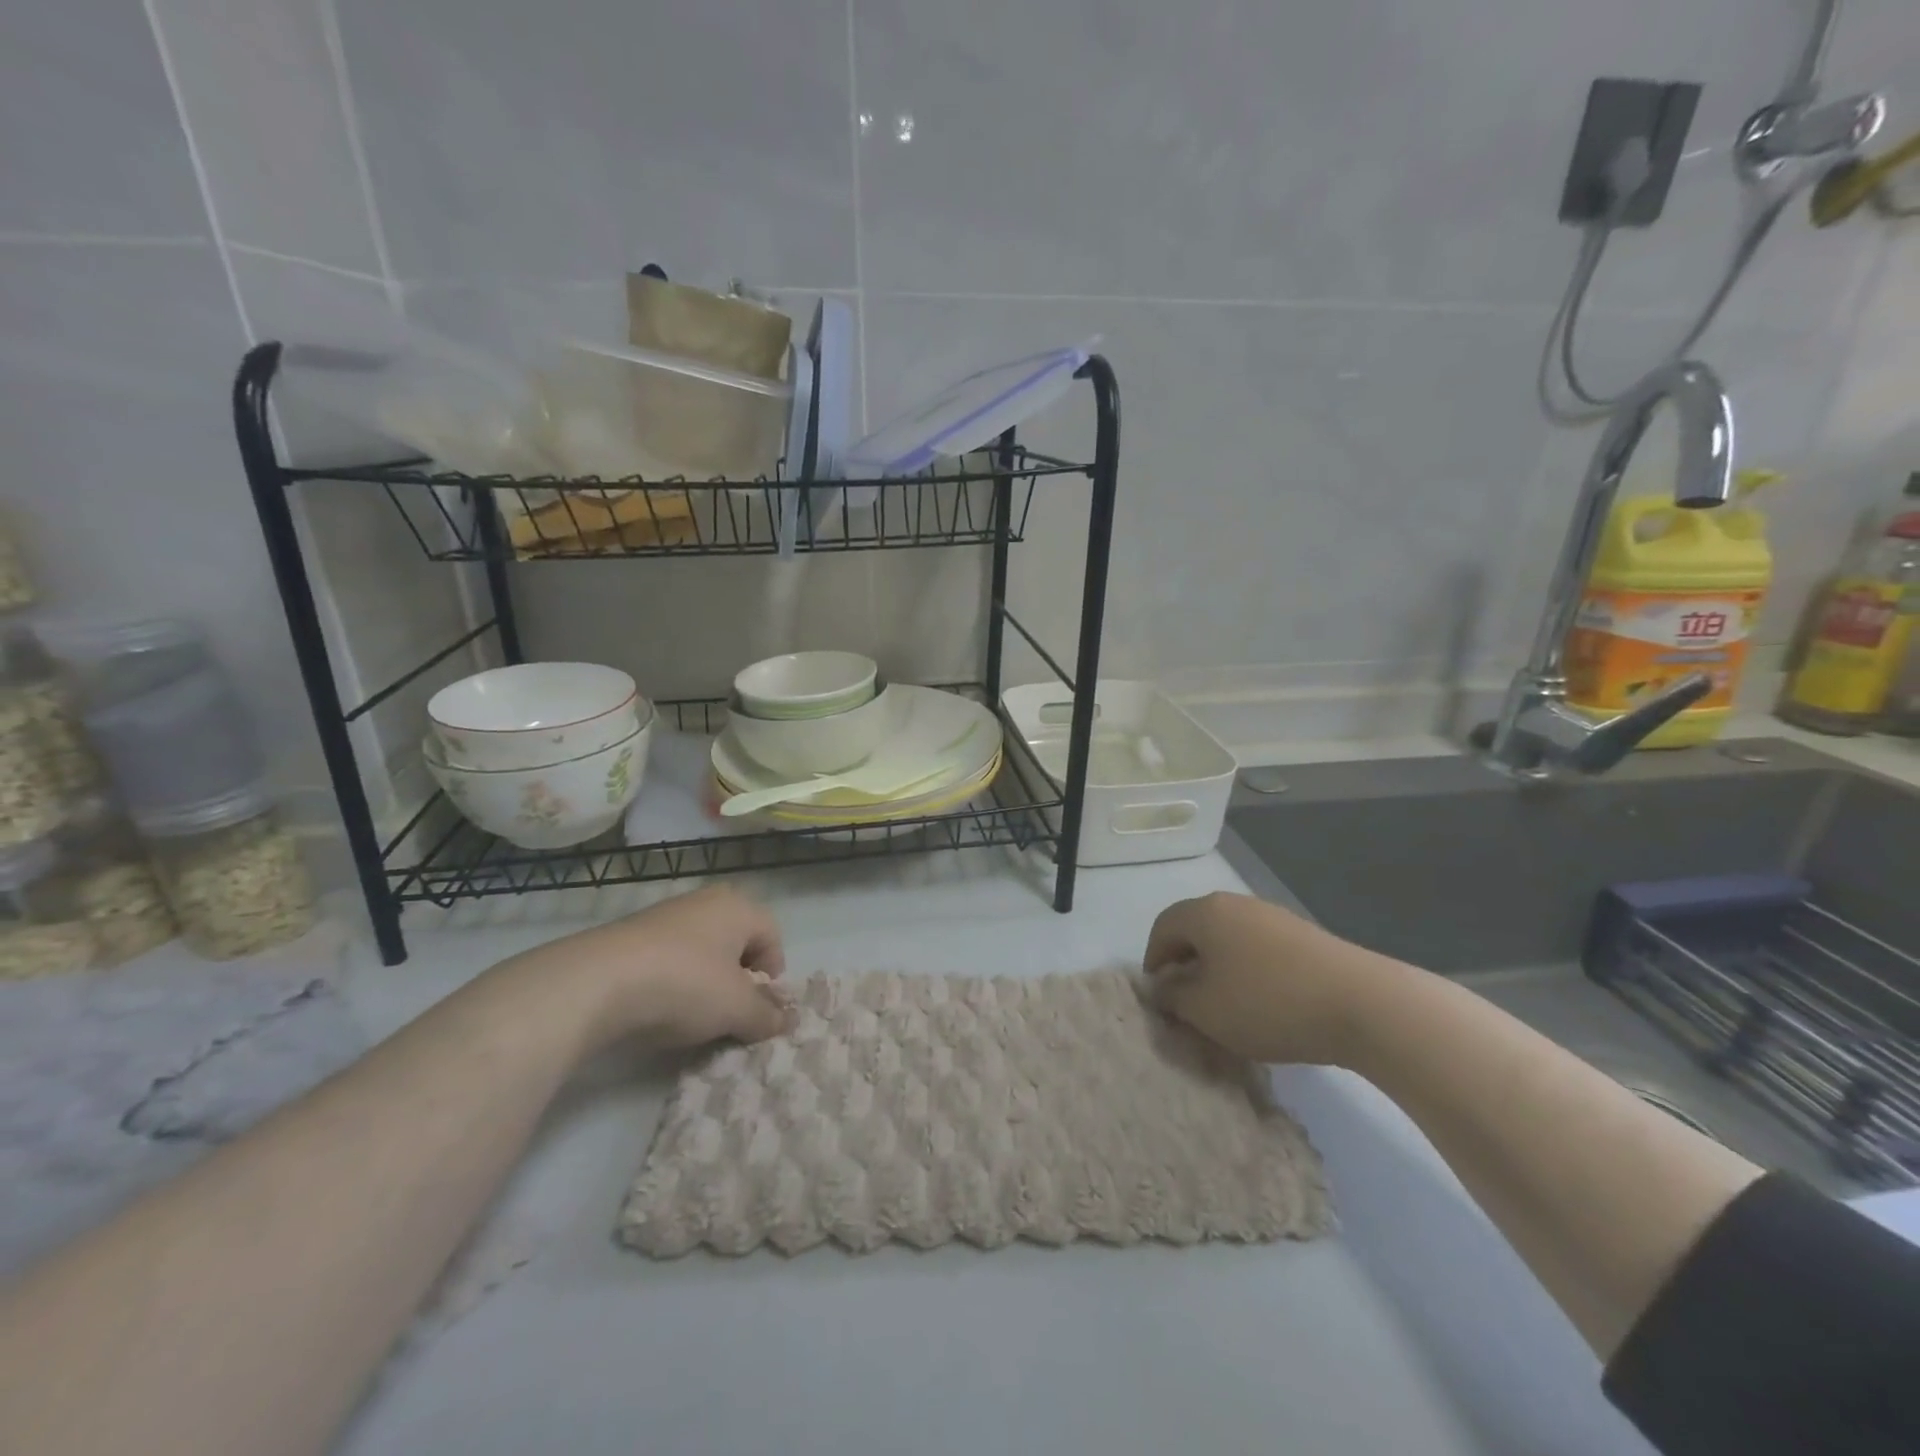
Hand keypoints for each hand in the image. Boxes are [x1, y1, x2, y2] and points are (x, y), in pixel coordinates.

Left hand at [499, 886, 792, 1051]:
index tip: (760, 1007)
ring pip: (700, 951)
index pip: (773, 936)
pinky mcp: (628, 936)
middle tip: (730, 1011)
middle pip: (736, 941)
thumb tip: (784, 1021)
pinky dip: (671, 983)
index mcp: (738, 907)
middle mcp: (704, 902)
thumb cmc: (685, 985)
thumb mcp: (736, 1009)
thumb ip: (766, 1016)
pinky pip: (666, 960)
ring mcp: (663, 916)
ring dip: (704, 982)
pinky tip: (658, 1009)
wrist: (596, 983)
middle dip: (738, 978)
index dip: (773, 974)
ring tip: (692, 1016)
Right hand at [1144, 891, 1394, 1065]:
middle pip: (1197, 930)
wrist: (1361, 1004)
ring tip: (1229, 1009)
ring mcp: (1274, 917)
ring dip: (1220, 970)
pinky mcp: (1305, 936)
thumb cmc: (1267, 1003)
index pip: (1162, 927)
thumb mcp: (1204, 1009)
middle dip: (1187, 965)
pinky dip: (1251, 972)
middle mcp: (1236, 904)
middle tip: (1190, 1005)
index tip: (1160, 997)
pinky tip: (1266, 1005)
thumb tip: (1164, 985)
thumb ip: (1173, 996)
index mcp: (1205, 912)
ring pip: (1230, 941)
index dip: (1153, 961)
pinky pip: (1261, 950)